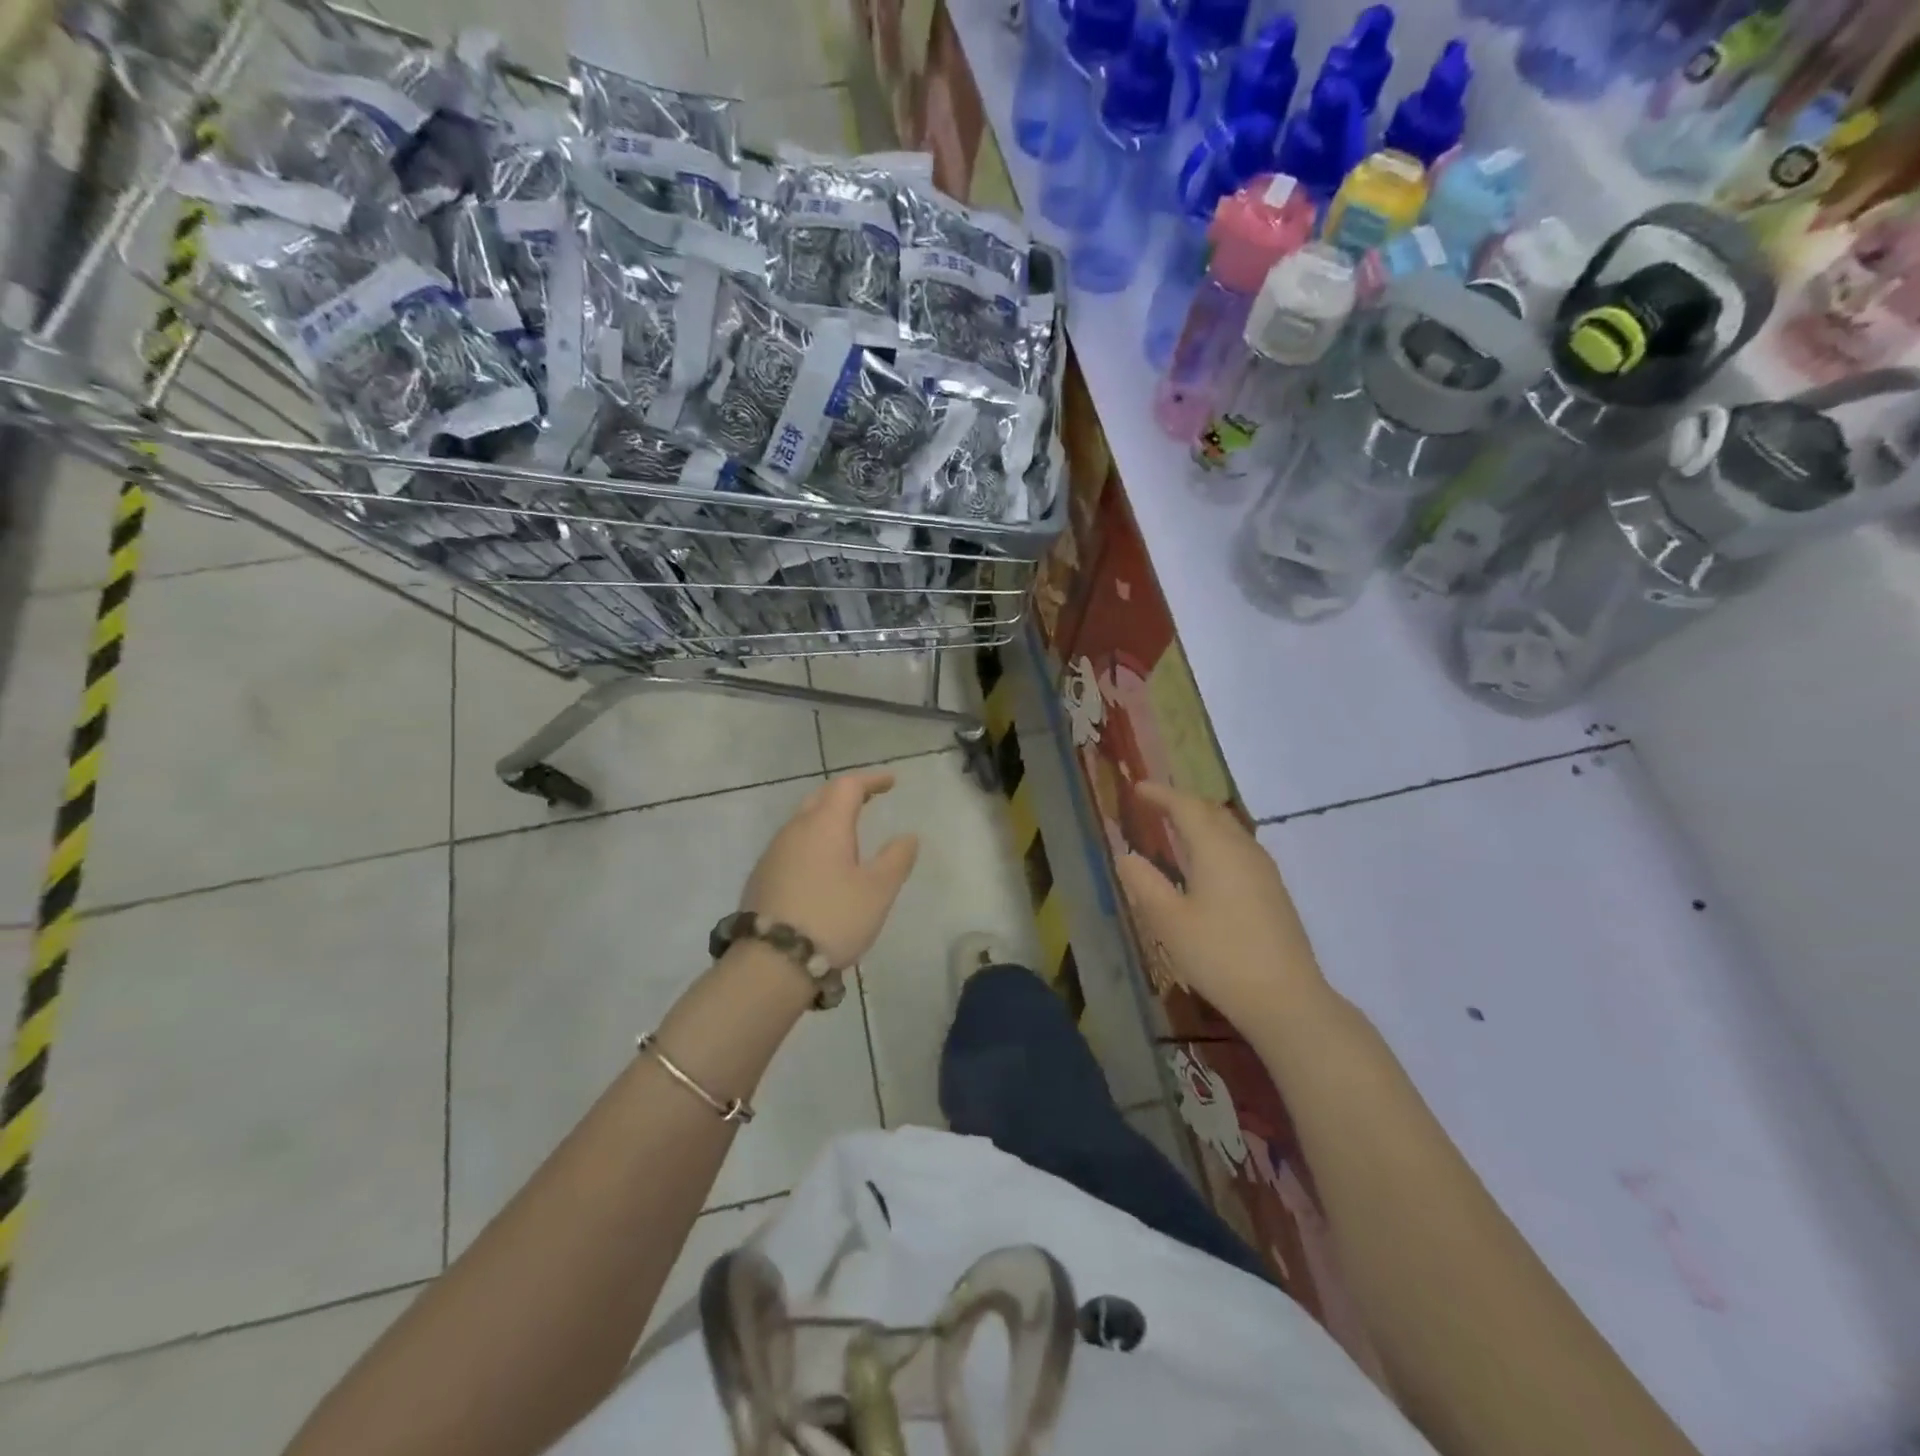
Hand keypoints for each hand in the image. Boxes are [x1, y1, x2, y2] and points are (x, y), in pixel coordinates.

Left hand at [738, 770, 919, 968]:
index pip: (847, 786)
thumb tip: (908, 836)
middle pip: (821, 797)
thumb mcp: (878, 891)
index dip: (871, 780)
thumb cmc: (833, 918)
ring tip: (849, 833)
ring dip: (827, 818)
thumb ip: (896, 859)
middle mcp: (795, 830)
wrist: (772, 962)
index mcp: (825, 824)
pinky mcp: (761, 877)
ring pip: (803, 821)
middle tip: (869, 799)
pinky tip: (822, 864)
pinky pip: (792, 845)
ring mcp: (773, 853)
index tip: (891, 783)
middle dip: (846, 794)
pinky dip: (812, 842)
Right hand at [1115, 781, 1328, 1032]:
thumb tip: (1125, 856)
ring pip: (1229, 830)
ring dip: (1201, 821)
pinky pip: (1239, 849)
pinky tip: (1206, 864)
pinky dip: (1216, 841)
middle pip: (1212, 812)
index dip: (1160, 794)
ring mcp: (1263, 871)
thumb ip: (1144, 883)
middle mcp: (1243, 850)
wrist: (1286, 999)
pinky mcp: (1272, 892)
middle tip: (1154, 805)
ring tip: (1176, 829)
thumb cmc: (1220, 955)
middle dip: (1182, 803)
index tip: (1137, 788)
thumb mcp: (1169, 921)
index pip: (1186, 806)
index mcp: (1216, 849)